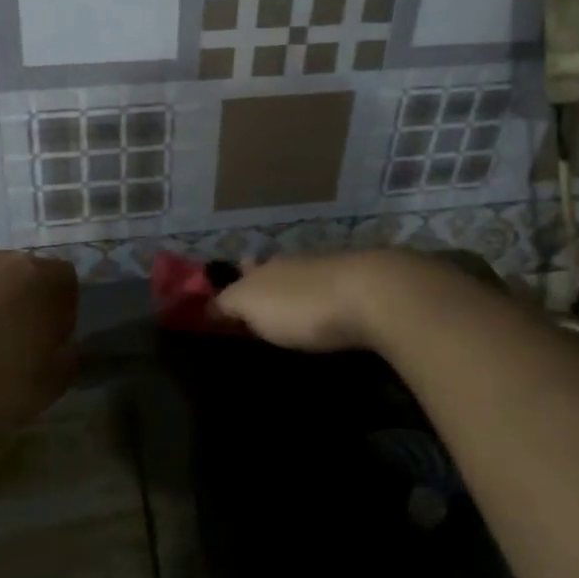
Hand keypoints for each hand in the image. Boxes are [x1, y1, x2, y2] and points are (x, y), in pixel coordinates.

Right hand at [212, 250, 414, 352]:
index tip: (227, 294)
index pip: (244, 270)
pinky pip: (331, 293)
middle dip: (265, 283)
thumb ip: (228, 304)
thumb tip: (207, 305)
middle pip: (275, 271)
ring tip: (289, 310)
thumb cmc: (301, 304)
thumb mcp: (251, 305)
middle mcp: (295, 264)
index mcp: (266, 267)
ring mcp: (329, 273)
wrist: (371, 295)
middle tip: (258, 304)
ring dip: (295, 292)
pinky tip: (324, 313)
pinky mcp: (359, 289)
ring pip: (303, 280)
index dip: (235, 279)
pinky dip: (323, 302)